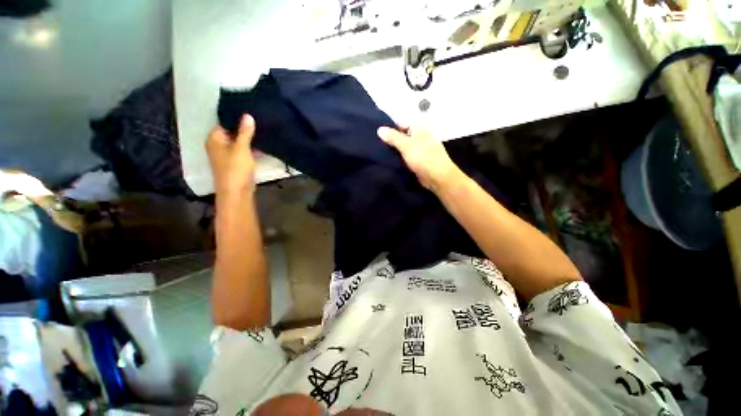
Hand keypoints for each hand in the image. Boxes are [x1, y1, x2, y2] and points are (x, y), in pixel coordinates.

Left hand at [207, 115, 256, 194]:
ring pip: (237, 143)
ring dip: (248, 140)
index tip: (250, 113)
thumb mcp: (242, 148)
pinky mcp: (234, 164)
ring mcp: (225, 155)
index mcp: (214, 139)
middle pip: (231, 132)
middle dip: (244, 129)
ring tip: (262, 132)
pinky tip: (261, 147)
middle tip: (259, 122)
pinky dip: (249, 149)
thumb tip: (247, 115)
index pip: (223, 122)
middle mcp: (217, 146)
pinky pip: (242, 152)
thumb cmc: (236, 168)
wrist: (237, 192)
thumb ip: (245, 132)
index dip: (236, 118)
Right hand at [377, 126, 463, 191]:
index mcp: (419, 127)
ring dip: (394, 149)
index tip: (378, 135)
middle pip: (402, 134)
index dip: (390, 128)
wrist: (437, 177)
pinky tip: (389, 160)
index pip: (401, 123)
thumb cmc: (423, 157)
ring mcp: (420, 148)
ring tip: (380, 152)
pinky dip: (399, 157)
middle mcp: (420, 135)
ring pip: (403, 146)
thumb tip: (379, 129)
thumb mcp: (406, 145)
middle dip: (391, 139)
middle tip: (377, 144)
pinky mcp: (418, 159)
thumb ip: (393, 137)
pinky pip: (406, 155)